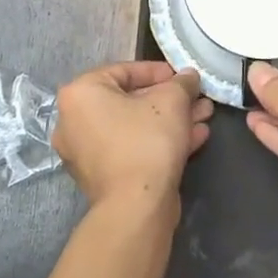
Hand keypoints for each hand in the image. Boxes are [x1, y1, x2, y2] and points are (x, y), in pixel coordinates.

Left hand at [53, 62, 213, 215]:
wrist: (137, 206)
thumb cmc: (147, 141)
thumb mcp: (171, 100)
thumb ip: (182, 82)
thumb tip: (188, 76)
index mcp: (80, 94)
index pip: (124, 70)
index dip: (160, 71)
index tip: (184, 78)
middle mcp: (74, 121)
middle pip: (130, 100)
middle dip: (170, 99)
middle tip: (197, 98)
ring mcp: (86, 152)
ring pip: (135, 126)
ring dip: (170, 120)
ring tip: (203, 117)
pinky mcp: (102, 176)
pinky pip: (132, 147)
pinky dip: (159, 141)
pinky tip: (195, 138)